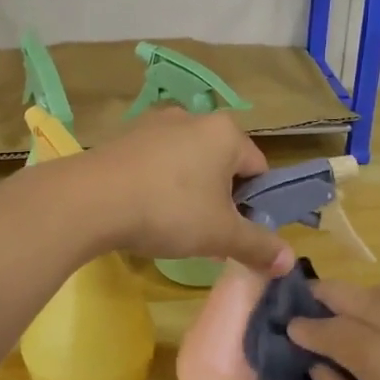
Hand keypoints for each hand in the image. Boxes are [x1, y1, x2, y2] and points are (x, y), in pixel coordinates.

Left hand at [80, 109, 293, 275]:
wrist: (90, 200)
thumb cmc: (168, 211)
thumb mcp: (220, 235)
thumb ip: (258, 246)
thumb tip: (289, 262)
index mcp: (226, 132)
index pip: (259, 168)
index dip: (255, 203)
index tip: (237, 231)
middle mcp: (193, 117)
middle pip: (222, 163)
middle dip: (220, 197)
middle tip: (206, 232)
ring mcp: (155, 123)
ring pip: (188, 161)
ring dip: (189, 190)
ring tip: (173, 224)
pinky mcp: (124, 136)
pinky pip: (156, 161)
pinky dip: (158, 183)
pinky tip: (144, 209)